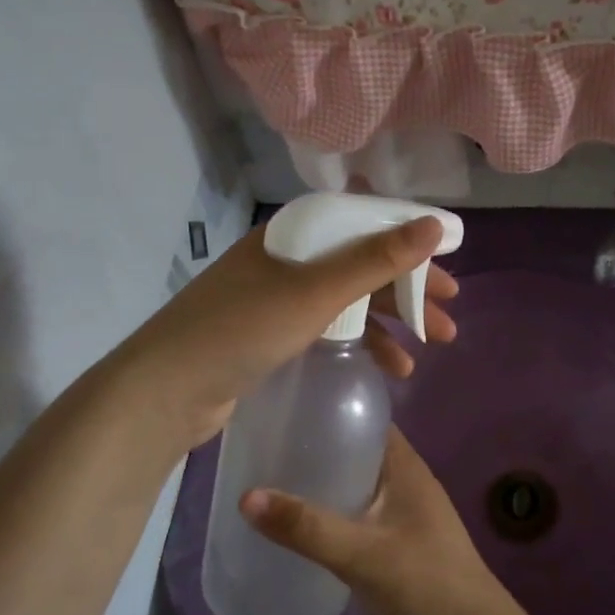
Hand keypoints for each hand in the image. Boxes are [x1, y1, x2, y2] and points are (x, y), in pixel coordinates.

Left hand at [114, 220, 457, 450]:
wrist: (165, 391)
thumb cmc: (243, 329)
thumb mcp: (316, 291)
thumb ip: (376, 258)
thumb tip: (432, 223)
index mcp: (295, 234)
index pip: (365, 223)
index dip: (410, 241)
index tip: (448, 263)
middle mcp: (289, 258)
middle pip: (362, 263)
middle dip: (409, 288)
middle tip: (450, 315)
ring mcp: (280, 297)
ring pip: (350, 299)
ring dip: (393, 320)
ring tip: (433, 347)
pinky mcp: (274, 333)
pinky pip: (332, 327)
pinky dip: (363, 342)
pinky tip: (390, 367)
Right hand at [242, 429, 532, 614]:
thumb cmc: (426, 584)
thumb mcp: (362, 554)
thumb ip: (307, 527)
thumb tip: (245, 496)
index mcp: (405, 466)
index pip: (364, 419)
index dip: (328, 408)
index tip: (282, 407)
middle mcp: (404, 482)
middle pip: (354, 451)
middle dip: (314, 448)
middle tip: (262, 447)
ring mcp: (401, 515)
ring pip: (354, 486)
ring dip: (320, 484)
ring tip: (268, 482)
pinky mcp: (395, 546)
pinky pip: (356, 518)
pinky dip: (329, 516)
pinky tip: (296, 529)